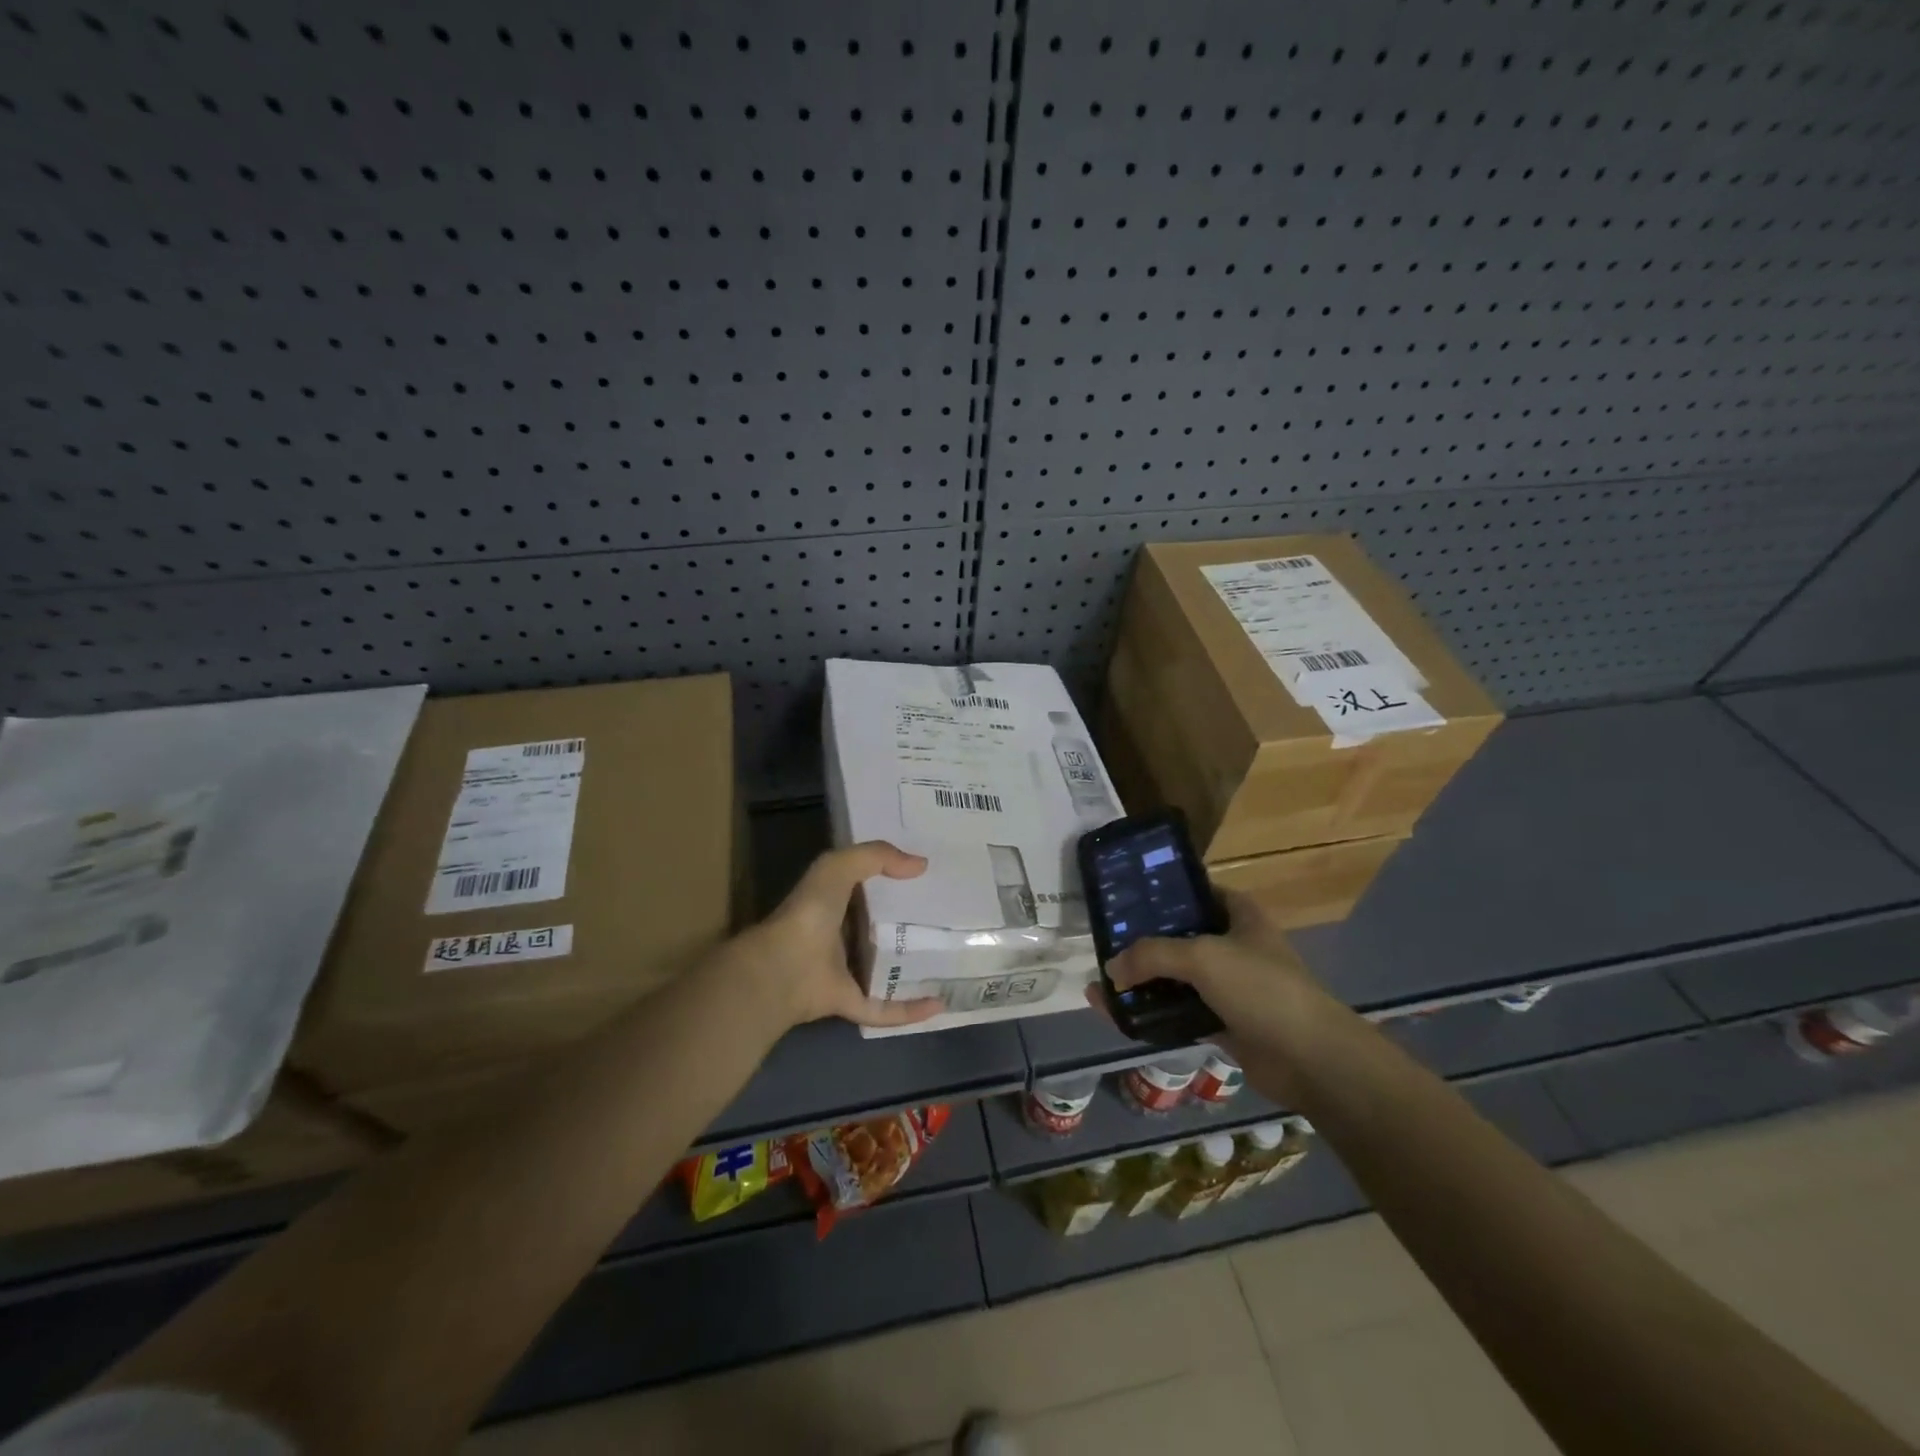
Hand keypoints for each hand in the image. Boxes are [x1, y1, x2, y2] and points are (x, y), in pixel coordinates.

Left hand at [726, 841, 944, 1031]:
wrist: (783, 968)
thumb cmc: (809, 913)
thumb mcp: (838, 867)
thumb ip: (876, 856)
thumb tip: (920, 865)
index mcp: (834, 904)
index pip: (868, 891)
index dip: (894, 883)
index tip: (931, 880)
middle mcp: (839, 938)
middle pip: (880, 932)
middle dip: (911, 927)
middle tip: (950, 921)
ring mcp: (844, 973)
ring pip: (885, 971)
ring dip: (913, 970)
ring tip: (952, 964)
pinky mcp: (851, 1003)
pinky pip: (886, 1008)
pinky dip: (911, 1009)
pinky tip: (938, 1004)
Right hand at [1093, 891, 1349, 1104]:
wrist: (1309, 1058)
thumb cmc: (1261, 988)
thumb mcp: (1202, 957)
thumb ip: (1151, 955)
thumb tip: (1110, 970)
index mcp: (1239, 915)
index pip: (1197, 892)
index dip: (1165, 892)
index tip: (1126, 897)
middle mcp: (1234, 946)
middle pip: (1181, 936)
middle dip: (1144, 941)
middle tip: (1105, 942)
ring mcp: (1230, 987)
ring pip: (1178, 978)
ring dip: (1144, 982)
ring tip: (1103, 983)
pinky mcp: (1224, 1023)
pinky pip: (1180, 1013)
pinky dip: (1155, 1014)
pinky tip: (1122, 1015)